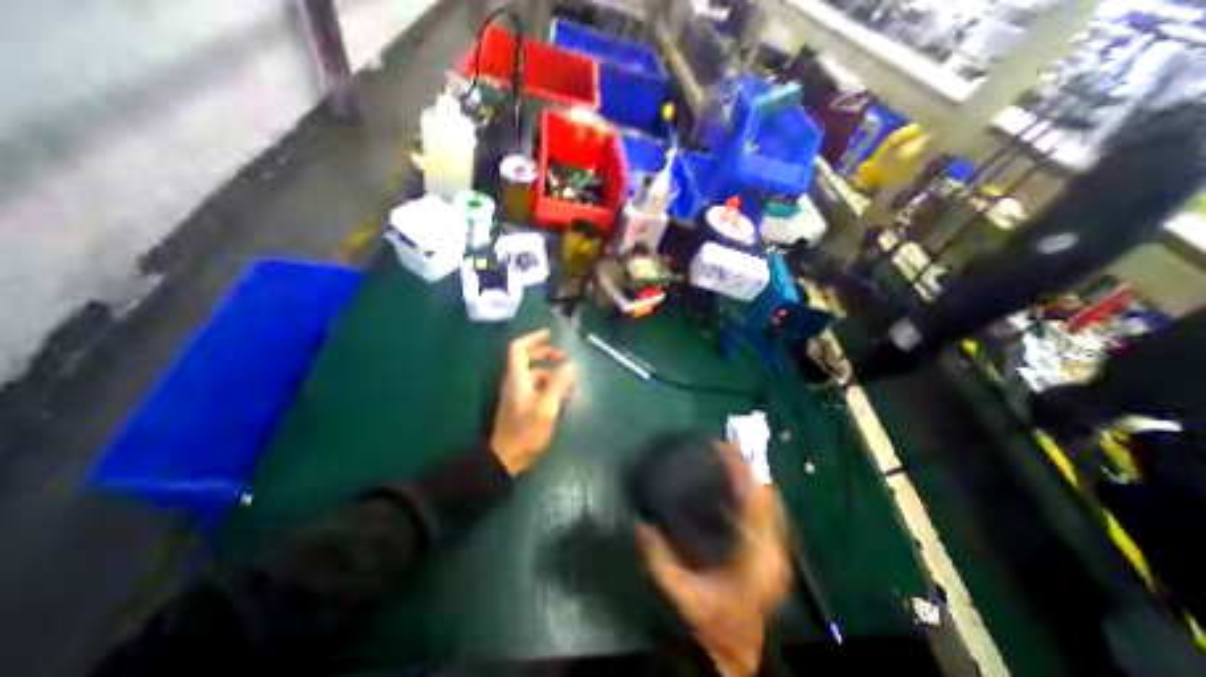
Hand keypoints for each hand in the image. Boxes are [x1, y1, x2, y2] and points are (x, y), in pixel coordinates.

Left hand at [494, 329, 579, 476]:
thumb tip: (570, 366)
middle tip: (564, 359)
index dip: (533, 338)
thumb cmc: (526, 432)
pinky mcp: (520, 405)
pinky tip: (561, 398)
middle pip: (527, 359)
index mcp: (517, 378)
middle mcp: (515, 382)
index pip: (519, 348)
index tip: (550, 335)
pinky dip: (548, 386)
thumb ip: (558, 385)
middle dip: (546, 355)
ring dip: (551, 374)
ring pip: (533, 374)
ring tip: (569, 384)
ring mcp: (516, 394)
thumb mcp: (547, 407)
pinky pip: (535, 387)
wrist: (506, 459)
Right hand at [635, 442, 798, 676]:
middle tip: (726, 447)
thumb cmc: (716, 621)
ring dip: (752, 477)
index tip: (725, 446)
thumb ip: (659, 560)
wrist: (744, 652)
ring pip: (770, 501)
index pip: (754, 500)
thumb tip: (640, 526)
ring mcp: (778, 549)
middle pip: (766, 495)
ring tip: (731, 458)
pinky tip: (739, 486)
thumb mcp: (683, 594)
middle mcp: (773, 547)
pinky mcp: (775, 551)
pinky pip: (768, 511)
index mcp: (754, 554)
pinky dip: (754, 492)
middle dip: (747, 467)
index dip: (741, 469)